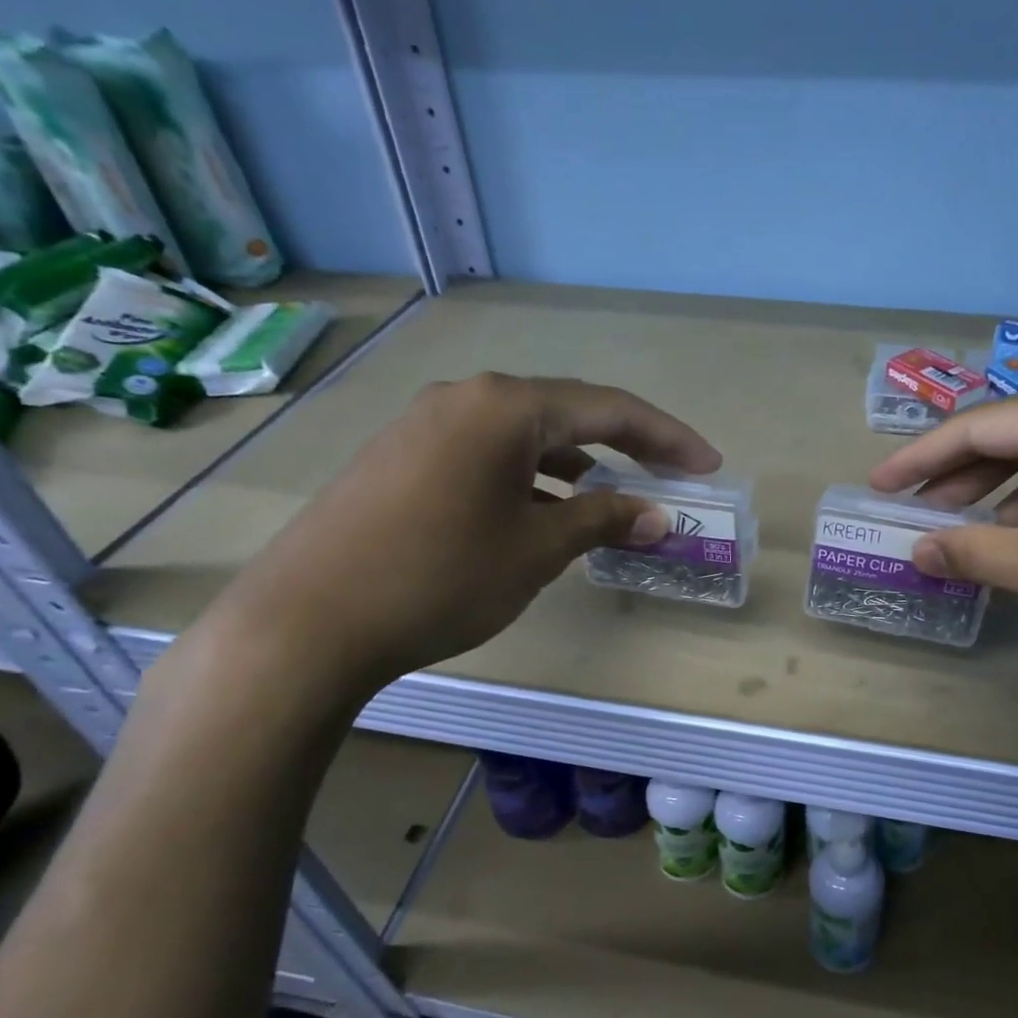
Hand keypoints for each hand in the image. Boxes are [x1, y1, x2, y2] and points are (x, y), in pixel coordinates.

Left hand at [192, 373, 719, 698]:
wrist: (308, 620)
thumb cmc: (441, 577)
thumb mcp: (536, 549)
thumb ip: (602, 521)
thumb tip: (657, 515)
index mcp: (506, 406)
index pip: (610, 409)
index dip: (668, 438)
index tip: (708, 465)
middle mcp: (467, 398)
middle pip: (567, 413)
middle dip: (624, 447)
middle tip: (669, 478)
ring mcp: (426, 423)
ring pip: (524, 435)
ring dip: (575, 465)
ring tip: (610, 502)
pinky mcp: (402, 455)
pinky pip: (486, 453)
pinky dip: (528, 477)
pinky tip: (540, 512)